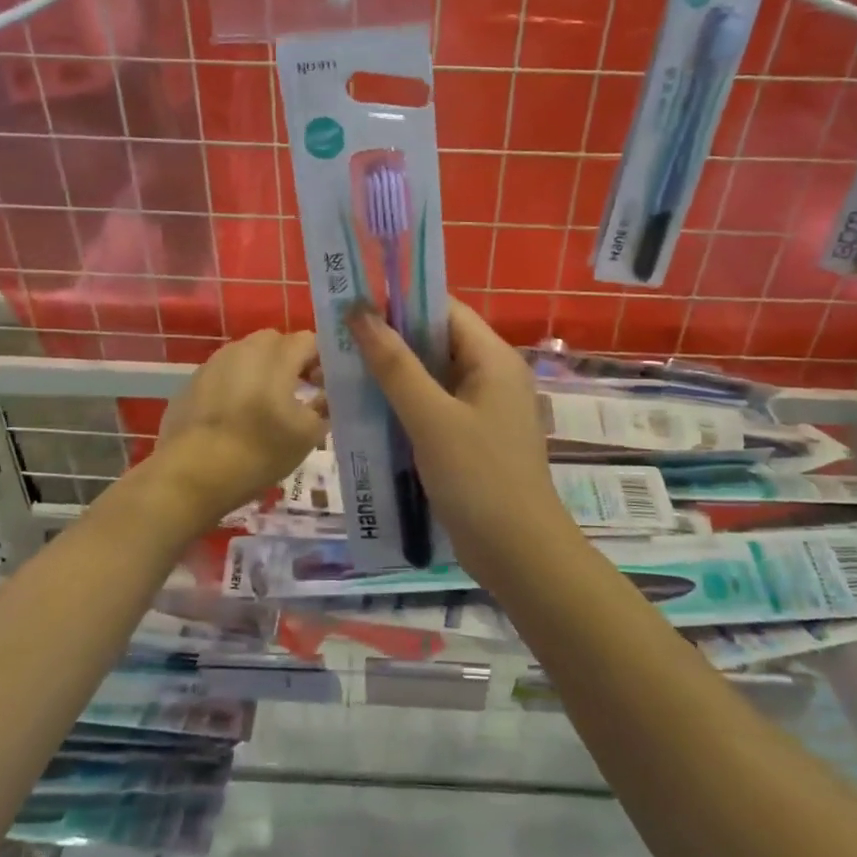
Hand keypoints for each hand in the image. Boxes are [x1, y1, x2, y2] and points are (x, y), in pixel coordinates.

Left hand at [150, 328, 326, 523]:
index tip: (324, 386)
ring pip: (247, 356)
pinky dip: (235, 386)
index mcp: (276, 356)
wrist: (191, 475)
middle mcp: (244, 349)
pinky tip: (234, 418)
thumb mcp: (307, 436)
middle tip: (298, 393)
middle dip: (291, 362)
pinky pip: (223, 374)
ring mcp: (213, 364)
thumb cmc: (258, 451)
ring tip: (265, 407)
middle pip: (276, 342)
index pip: (309, 340)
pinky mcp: (191, 382)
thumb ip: (324, 408)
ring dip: (262, 373)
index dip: (322, 360)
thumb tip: (326, 396)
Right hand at [348, 299, 578, 575]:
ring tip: (343, 375)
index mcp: (492, 359)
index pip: (444, 310)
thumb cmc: (478, 477)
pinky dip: (404, 408)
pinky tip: (367, 414)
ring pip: (432, 379)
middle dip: (390, 342)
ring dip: (393, 378)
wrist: (517, 553)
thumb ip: (395, 365)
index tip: (353, 306)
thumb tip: (360, 312)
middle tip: (338, 343)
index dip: (400, 303)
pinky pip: (434, 410)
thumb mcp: (431, 418)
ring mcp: (483, 411)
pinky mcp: (472, 440)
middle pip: (436, 343)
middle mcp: (491, 377)